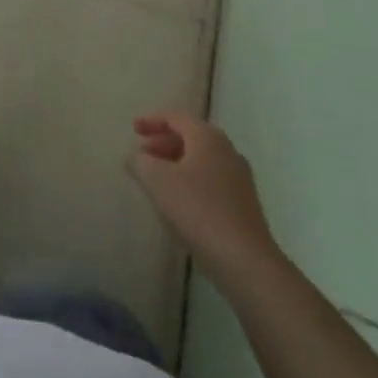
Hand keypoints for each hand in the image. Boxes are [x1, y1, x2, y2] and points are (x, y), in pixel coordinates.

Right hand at [130, 112, 279, 285]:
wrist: (244, 260)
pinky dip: (190, 181)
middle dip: (163, 142)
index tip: (133, 129)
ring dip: (176, 163)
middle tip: (142, 153)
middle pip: (190, 137)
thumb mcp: (157, 180)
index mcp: (207, 137)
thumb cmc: (197, 209)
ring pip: (201, 160)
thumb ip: (140, 162)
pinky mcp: (243, 204)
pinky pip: (210, 181)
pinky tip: (177, 201)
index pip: (176, 117)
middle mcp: (227, 151)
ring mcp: (239, 179)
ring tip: (155, 178)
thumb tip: (136, 157)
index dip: (152, 120)